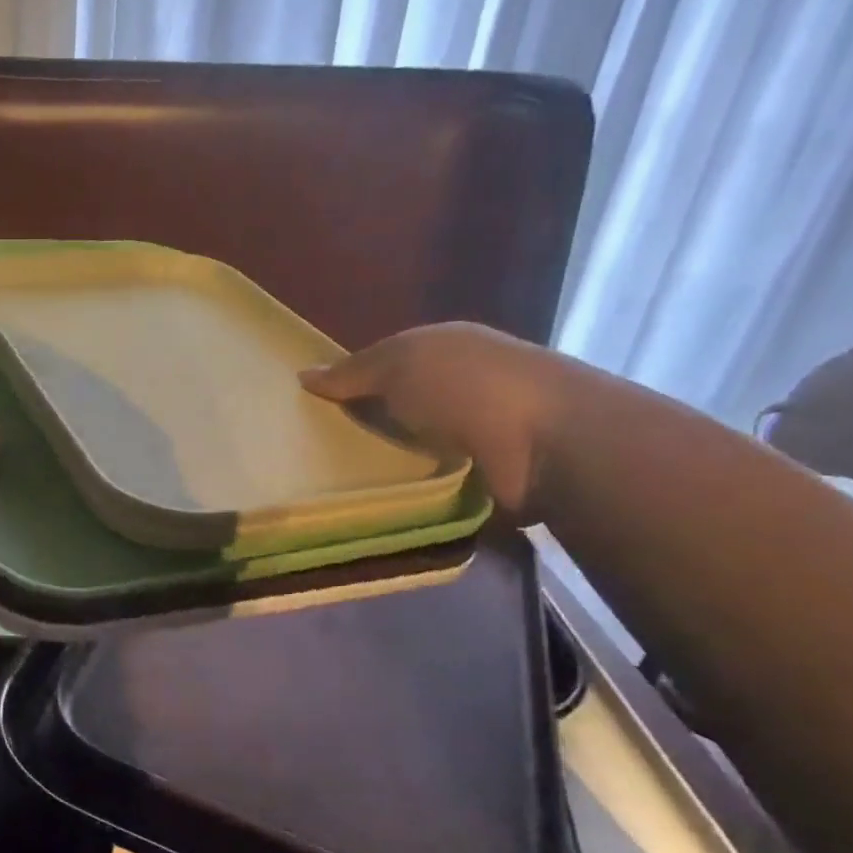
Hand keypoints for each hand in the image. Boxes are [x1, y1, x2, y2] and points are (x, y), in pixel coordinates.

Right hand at [300, 322, 570, 517]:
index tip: (308, 411)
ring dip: (381, 464)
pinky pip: (428, 483)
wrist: (550, 444)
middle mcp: (458, 388)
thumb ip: (352, 373)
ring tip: (332, 485)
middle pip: (394, 408)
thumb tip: (303, 376)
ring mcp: (473, 434)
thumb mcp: (399, 364)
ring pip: (408, 448)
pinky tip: (374, 501)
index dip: (347, 383)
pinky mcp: (480, 478)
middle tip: (310, 453)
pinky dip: (406, 491)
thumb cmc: (468, 386)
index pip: (382, 365)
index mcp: (442, 350)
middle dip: (359, 427)